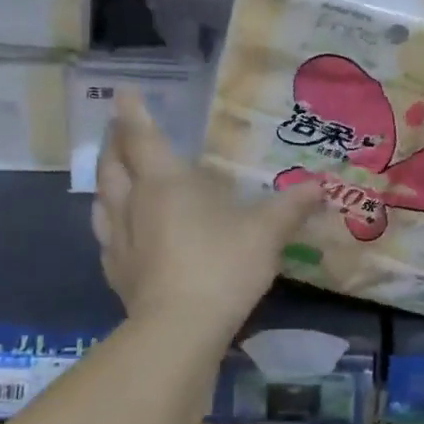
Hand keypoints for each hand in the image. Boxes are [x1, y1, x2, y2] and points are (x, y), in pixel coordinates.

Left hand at [93, 89, 319, 330]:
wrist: (179, 331)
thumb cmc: (222, 266)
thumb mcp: (266, 233)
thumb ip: (291, 206)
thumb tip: (321, 185)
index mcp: (166, 183)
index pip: (142, 137)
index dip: (132, 112)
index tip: (122, 92)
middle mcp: (134, 203)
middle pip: (113, 164)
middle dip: (113, 142)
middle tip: (116, 129)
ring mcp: (120, 239)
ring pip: (102, 199)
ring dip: (105, 179)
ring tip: (111, 172)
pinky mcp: (116, 272)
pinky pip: (106, 236)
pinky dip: (109, 221)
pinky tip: (117, 230)